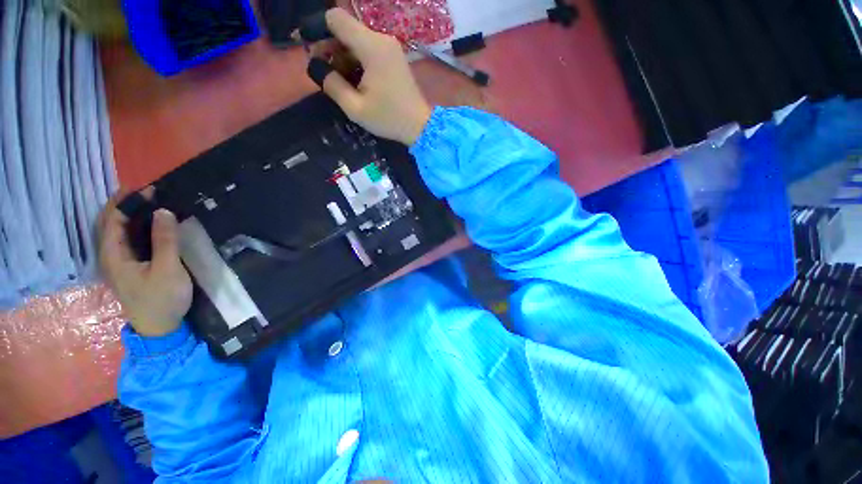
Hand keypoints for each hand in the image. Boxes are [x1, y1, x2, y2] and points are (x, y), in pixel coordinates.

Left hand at [98, 190, 192, 336]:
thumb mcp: (167, 269)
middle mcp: (110, 256)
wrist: (160, 327)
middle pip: (109, 223)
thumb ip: (164, 240)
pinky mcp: (129, 267)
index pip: (112, 220)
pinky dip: (135, 227)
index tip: (149, 189)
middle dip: (124, 205)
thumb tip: (163, 211)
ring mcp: (118, 263)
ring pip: (117, 232)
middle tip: (148, 193)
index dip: (126, 202)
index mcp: (113, 255)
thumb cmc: (162, 299)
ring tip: (150, 204)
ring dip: (130, 215)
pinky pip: (127, 240)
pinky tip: (150, 225)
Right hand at [314, 8, 432, 145]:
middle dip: (330, 47)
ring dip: (343, 56)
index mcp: (371, 47)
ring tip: (341, 82)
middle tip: (325, 73)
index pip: (335, 18)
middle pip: (345, 29)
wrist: (420, 126)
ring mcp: (390, 47)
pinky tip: (356, 81)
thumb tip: (315, 66)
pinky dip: (357, 60)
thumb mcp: (355, 108)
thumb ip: (331, 84)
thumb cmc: (389, 119)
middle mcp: (381, 39)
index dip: (318, 31)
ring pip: (356, 40)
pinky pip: (368, 49)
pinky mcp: (394, 57)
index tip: (314, 54)